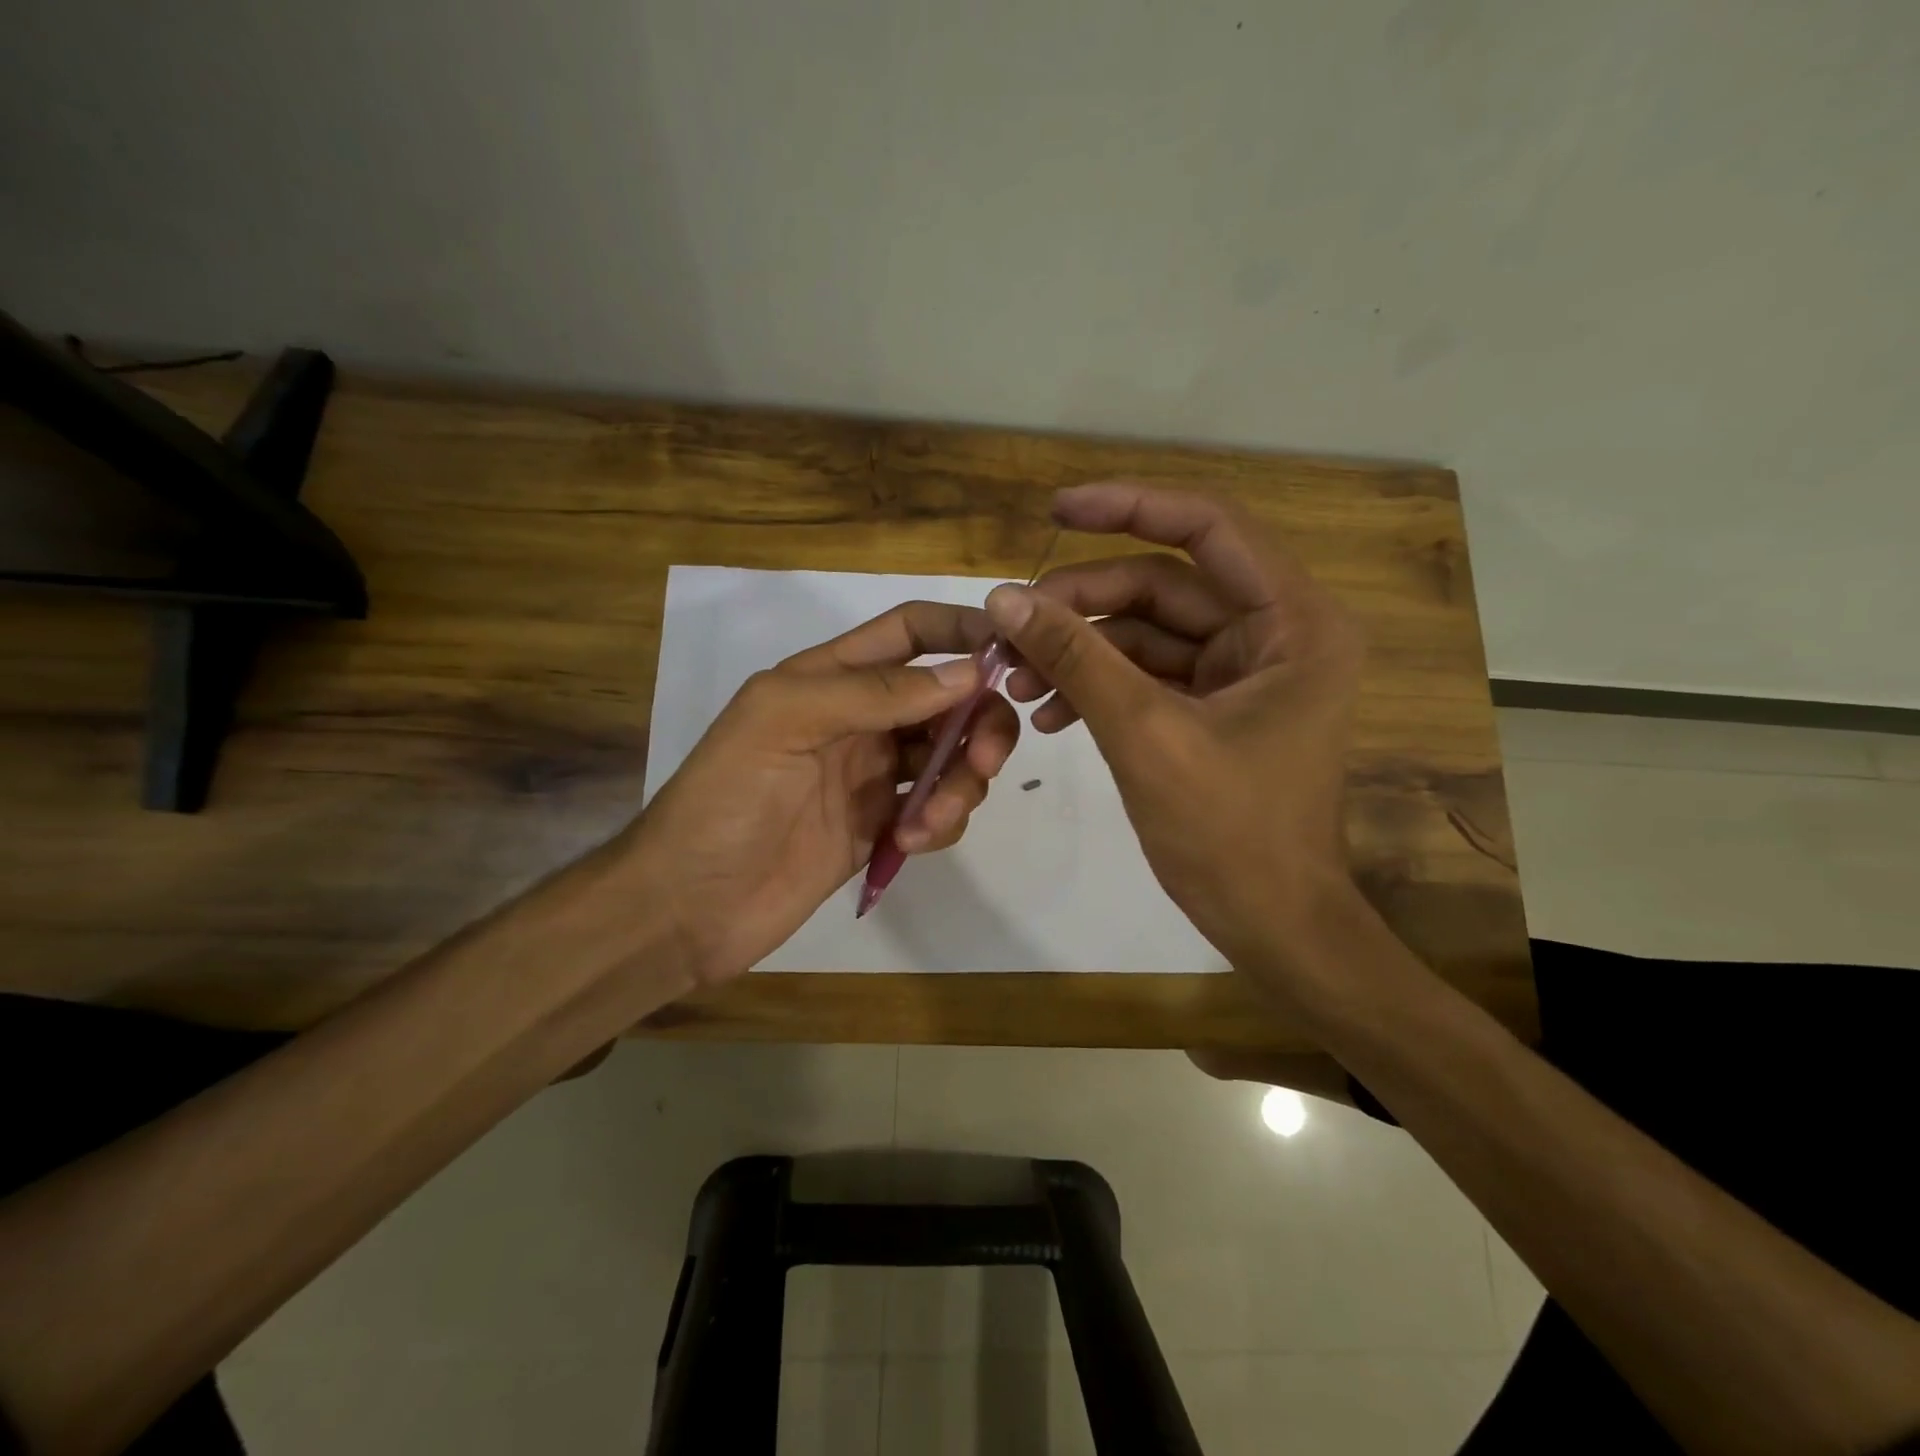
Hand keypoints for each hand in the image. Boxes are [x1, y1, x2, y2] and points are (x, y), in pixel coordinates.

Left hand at [629, 602, 1019, 984]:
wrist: (689, 907)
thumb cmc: (725, 800)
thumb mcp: (784, 721)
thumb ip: (873, 692)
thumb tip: (969, 674)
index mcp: (832, 677)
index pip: (911, 632)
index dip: (962, 632)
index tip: (1011, 656)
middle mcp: (861, 718)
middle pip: (949, 699)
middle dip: (979, 723)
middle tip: (983, 761)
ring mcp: (873, 775)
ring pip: (952, 757)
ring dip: (961, 783)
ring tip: (926, 823)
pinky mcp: (881, 826)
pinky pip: (937, 809)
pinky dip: (940, 822)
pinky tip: (907, 844)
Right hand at [990, 482, 1364, 1000]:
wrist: (1271, 924)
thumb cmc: (1229, 833)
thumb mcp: (1145, 735)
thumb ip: (1076, 657)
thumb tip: (1004, 598)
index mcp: (1294, 622)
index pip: (1209, 528)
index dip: (1130, 508)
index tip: (1056, 510)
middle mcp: (1276, 633)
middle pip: (1163, 586)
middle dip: (1081, 605)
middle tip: (1010, 631)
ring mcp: (1244, 672)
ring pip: (1146, 632)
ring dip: (1079, 651)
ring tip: (1016, 682)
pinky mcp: (1215, 706)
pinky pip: (1146, 674)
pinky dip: (1097, 685)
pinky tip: (1048, 715)